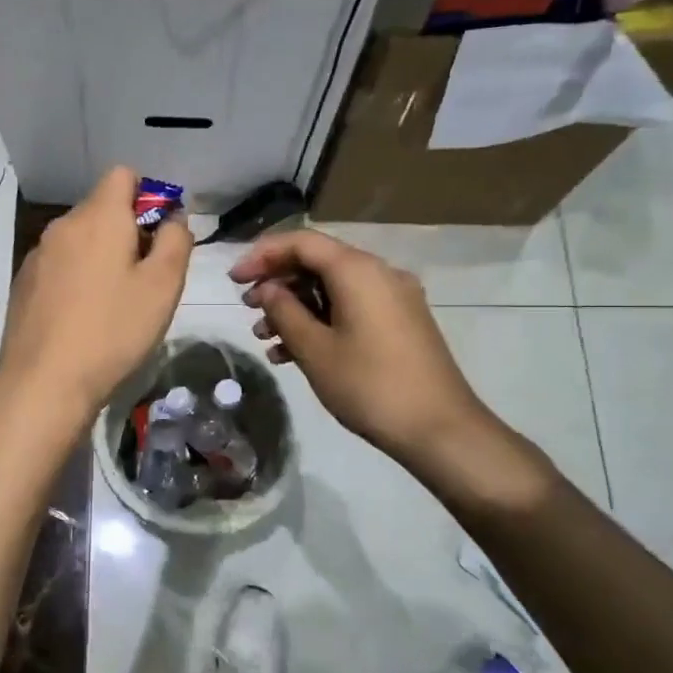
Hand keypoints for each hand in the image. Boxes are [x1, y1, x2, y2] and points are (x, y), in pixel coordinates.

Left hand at [0, 167, 192, 418]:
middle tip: (145, 278)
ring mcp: (38, 255)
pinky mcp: (24, 284)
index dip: (148, 196)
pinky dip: (77, 277)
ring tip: (115, 302)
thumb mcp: (163, 286)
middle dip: (128, 230)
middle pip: (101, 208)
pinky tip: (83, 317)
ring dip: (102, 256)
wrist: (43, 382)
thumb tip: (172, 217)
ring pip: (80, 239)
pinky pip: (60, 265)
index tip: (160, 237)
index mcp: (98, 217)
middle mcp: (63, 226)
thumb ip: (176, 240)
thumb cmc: (113, 331)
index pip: (123, 174)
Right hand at [230, 230, 529, 491]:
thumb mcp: (315, 349)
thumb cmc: (369, 385)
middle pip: (317, 262)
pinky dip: (319, 322)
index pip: (302, 242)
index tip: (233, 279)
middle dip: (277, 283)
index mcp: (358, 271)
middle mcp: (379, 273)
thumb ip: (284, 311)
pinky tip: (292, 353)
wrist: (439, 429)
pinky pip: (350, 308)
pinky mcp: (399, 323)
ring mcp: (393, 299)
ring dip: (294, 307)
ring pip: (332, 289)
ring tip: (264, 337)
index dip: (262, 254)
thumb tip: (267, 289)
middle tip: (247, 308)